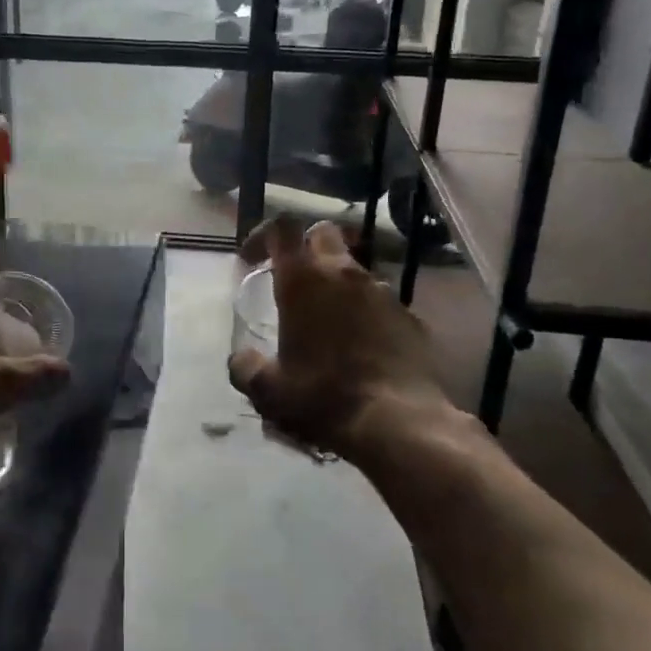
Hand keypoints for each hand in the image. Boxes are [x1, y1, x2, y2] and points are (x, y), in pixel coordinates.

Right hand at [228, 219, 459, 461]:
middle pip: (323, 234)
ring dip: (337, 283)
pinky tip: (361, 346)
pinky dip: (366, 313)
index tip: (252, 259)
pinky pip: (381, 302)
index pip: (282, 228)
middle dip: (305, 247)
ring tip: (328, 321)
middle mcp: (344, 274)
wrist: (398, 423)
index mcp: (303, 280)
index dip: (264, 235)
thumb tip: (241, 359)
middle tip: (294, 279)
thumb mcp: (268, 390)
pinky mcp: (410, 316)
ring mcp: (383, 292)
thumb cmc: (323, 397)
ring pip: (355, 269)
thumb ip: (246, 368)